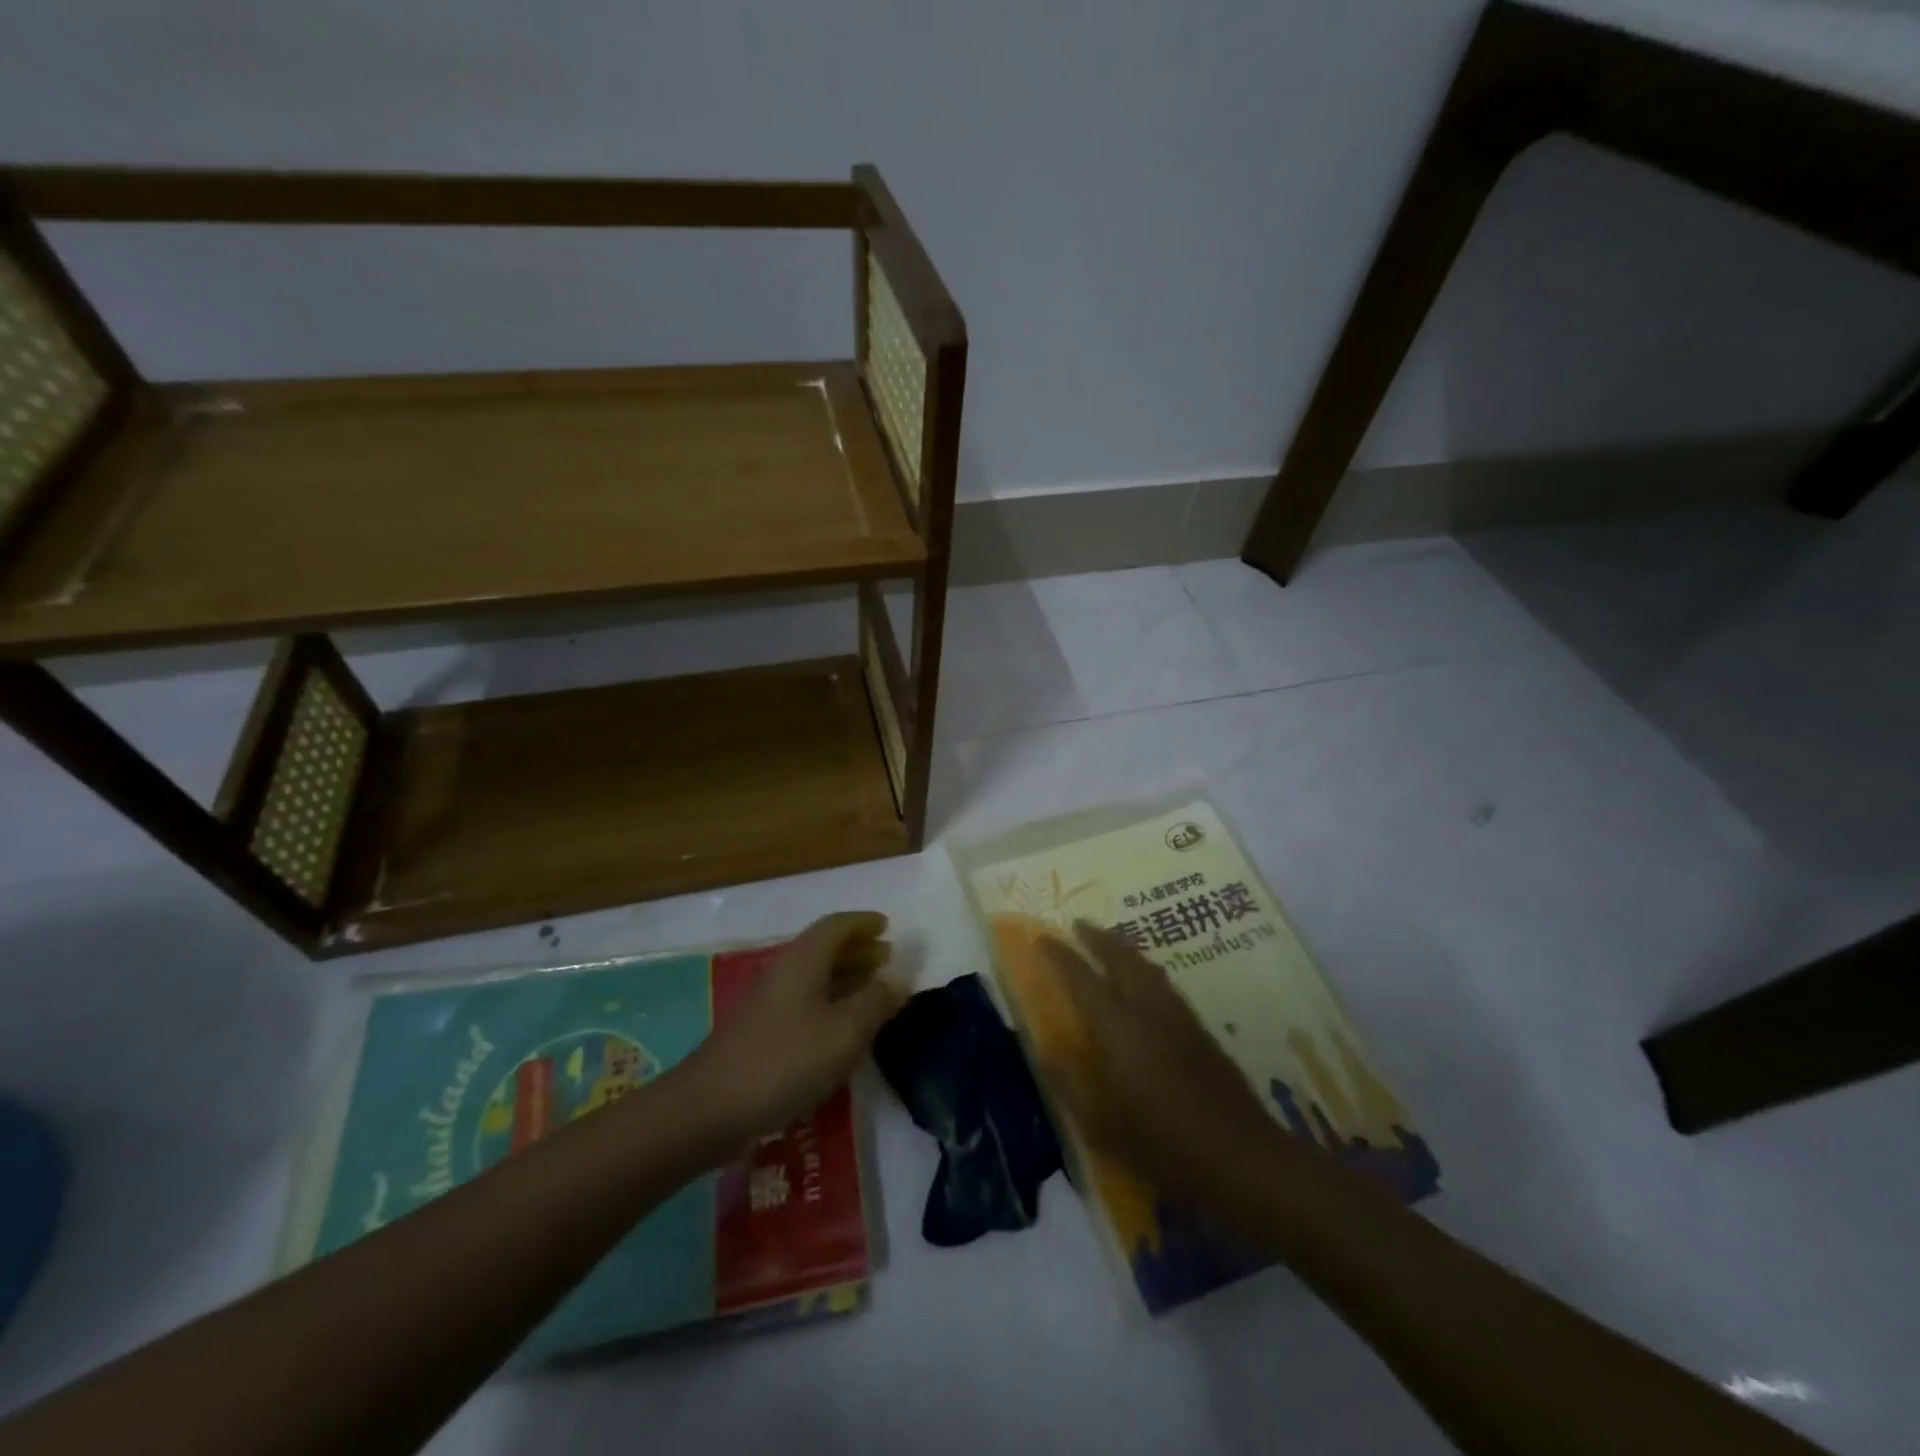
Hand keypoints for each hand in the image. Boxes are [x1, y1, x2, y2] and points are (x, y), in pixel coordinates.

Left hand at [682, 912, 908, 1148]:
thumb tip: (896, 980)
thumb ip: (876, 1002)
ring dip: (845, 976)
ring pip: (814, 976)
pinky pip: (805, 1002)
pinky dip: (830, 1002)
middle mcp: (785, 972)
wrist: (709, 1108)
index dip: (863, 922)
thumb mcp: (845, 1032)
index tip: (886, 926)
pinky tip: (841, 1028)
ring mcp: (769, 1003)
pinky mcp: (761, 1032)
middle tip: (886, 957)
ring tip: (873, 990)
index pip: (836, 926)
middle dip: (857, 949)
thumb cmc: (785, 1061)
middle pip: (824, 948)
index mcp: (804, 960)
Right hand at [1040, 920, 1291, 1217]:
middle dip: (1098, 938)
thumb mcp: (1101, 1126)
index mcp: (1118, 1028)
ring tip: (1110, 943)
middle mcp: (1148, 1010)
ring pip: (1147, 966)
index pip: (1082, 978)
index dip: (1060, 956)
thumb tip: (1046, 1049)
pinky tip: (1146, 981)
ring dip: (1124, 948)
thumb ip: (1069, 1082)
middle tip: (1079, 925)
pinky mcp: (1202, 1031)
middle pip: (1121, 958)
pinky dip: (1146, 968)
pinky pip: (1165, 983)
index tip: (1043, 938)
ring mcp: (1179, 1017)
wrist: (1242, 1158)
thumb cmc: (1162, 1144)